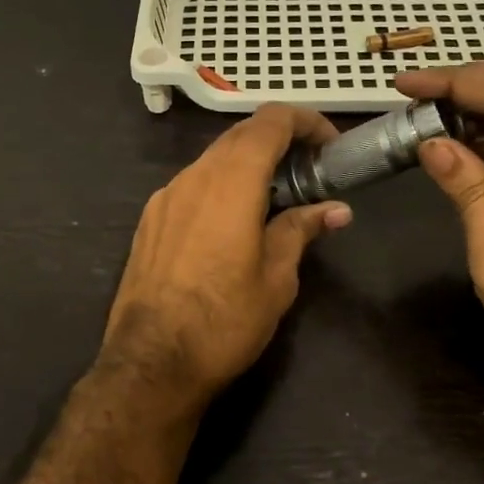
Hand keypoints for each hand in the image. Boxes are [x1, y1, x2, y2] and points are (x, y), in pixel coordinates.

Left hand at [102, 105, 353, 411]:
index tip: (329, 146)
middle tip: (309, 172)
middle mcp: (193, 177)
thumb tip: (335, 210)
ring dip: (247, 166)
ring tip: (274, 201)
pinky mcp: (149, 221)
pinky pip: (191, 186)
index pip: (270, 121)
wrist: (151, 362)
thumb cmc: (224, 321)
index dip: (305, 122)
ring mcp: (164, 197)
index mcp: (230, 182)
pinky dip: (220, 187)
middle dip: (279, 142)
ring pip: (212, 160)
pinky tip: (232, 223)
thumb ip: (301, 231)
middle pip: (240, 136)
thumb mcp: (276, 279)